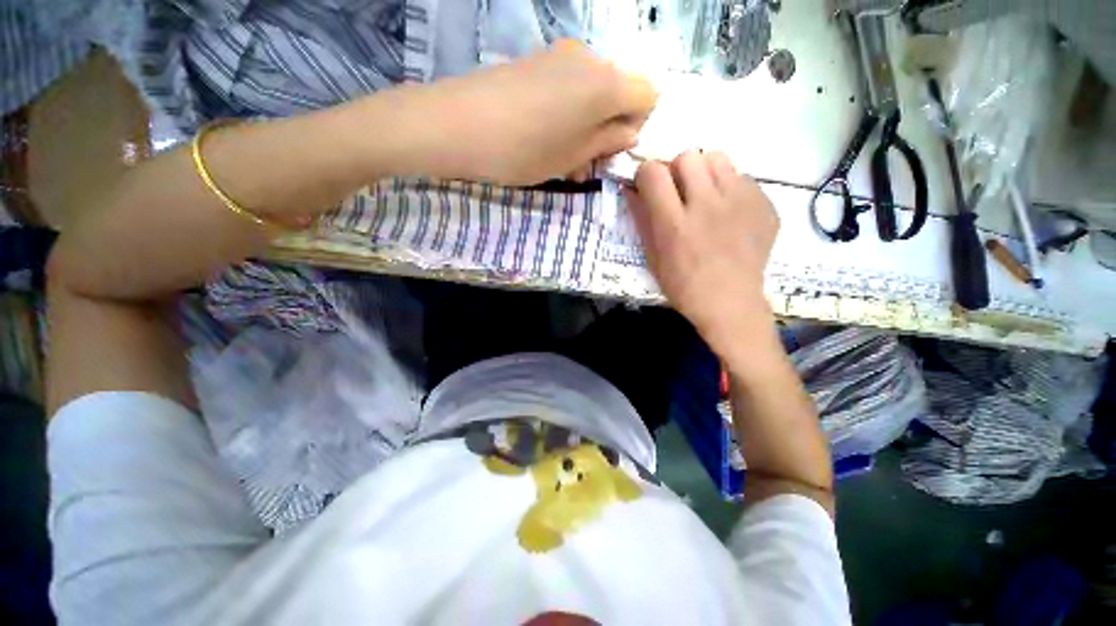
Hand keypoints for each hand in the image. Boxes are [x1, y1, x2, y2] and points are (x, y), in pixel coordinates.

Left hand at [419, 40, 656, 185]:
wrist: (458, 124)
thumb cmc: (524, 149)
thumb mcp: (573, 156)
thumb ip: (607, 142)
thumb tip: (628, 133)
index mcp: (607, 83)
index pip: (648, 96)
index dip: (637, 126)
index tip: (612, 151)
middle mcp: (589, 59)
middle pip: (618, 93)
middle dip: (608, 130)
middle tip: (584, 164)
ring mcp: (559, 55)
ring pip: (591, 94)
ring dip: (586, 127)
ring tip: (561, 158)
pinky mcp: (536, 61)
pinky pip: (567, 86)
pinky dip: (566, 114)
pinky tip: (545, 138)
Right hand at [626, 151, 778, 355]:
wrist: (730, 303)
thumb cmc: (683, 286)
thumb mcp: (653, 257)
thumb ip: (642, 220)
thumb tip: (630, 189)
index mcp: (674, 224)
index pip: (653, 173)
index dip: (646, 174)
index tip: (649, 187)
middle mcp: (707, 206)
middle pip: (687, 156)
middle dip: (676, 170)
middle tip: (679, 192)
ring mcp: (741, 202)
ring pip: (718, 158)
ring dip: (704, 172)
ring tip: (705, 196)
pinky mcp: (764, 205)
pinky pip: (742, 177)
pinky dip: (729, 188)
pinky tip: (728, 213)